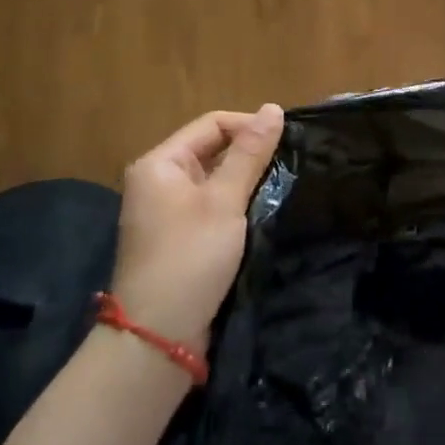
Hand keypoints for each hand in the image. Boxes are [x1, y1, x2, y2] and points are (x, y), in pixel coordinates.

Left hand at [110, 104, 283, 350]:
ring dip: (244, 181)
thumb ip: (250, 153)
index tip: (287, 142)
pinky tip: (259, 213)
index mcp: (159, 163)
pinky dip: (234, 205)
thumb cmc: (190, 257)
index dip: (250, 126)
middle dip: (249, 154)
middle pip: (211, 150)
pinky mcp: (176, 238)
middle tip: (287, 165)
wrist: (158, 336)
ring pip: (213, 180)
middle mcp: (157, 181)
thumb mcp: (225, 201)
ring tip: (280, 186)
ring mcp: (164, 211)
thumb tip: (273, 108)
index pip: (212, 124)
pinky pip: (209, 206)